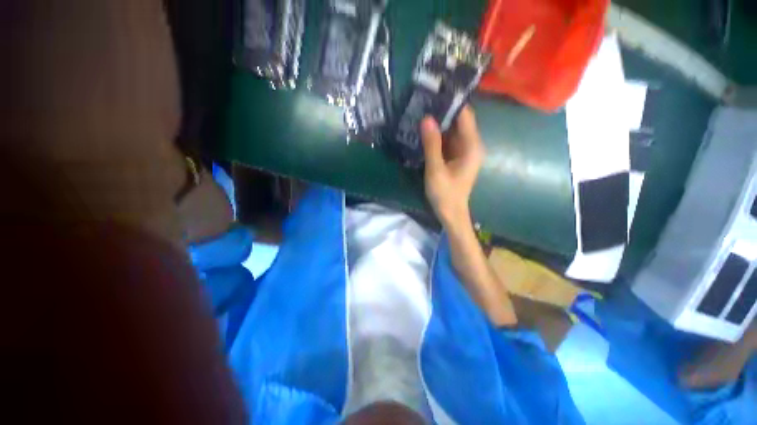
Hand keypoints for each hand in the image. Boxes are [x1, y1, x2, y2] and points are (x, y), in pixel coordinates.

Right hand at [421, 106, 484, 227]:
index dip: (451, 103)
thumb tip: (427, 118)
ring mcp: (464, 151)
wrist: (451, 213)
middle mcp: (471, 145)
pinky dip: (438, 135)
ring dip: (439, 123)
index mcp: (472, 146)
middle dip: (442, 112)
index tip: (434, 92)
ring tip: (421, 111)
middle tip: (423, 101)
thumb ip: (432, 145)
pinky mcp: (456, 157)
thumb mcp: (436, 169)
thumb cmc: (445, 194)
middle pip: (459, 121)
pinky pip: (448, 141)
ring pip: (452, 131)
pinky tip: (425, 130)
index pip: (465, 116)